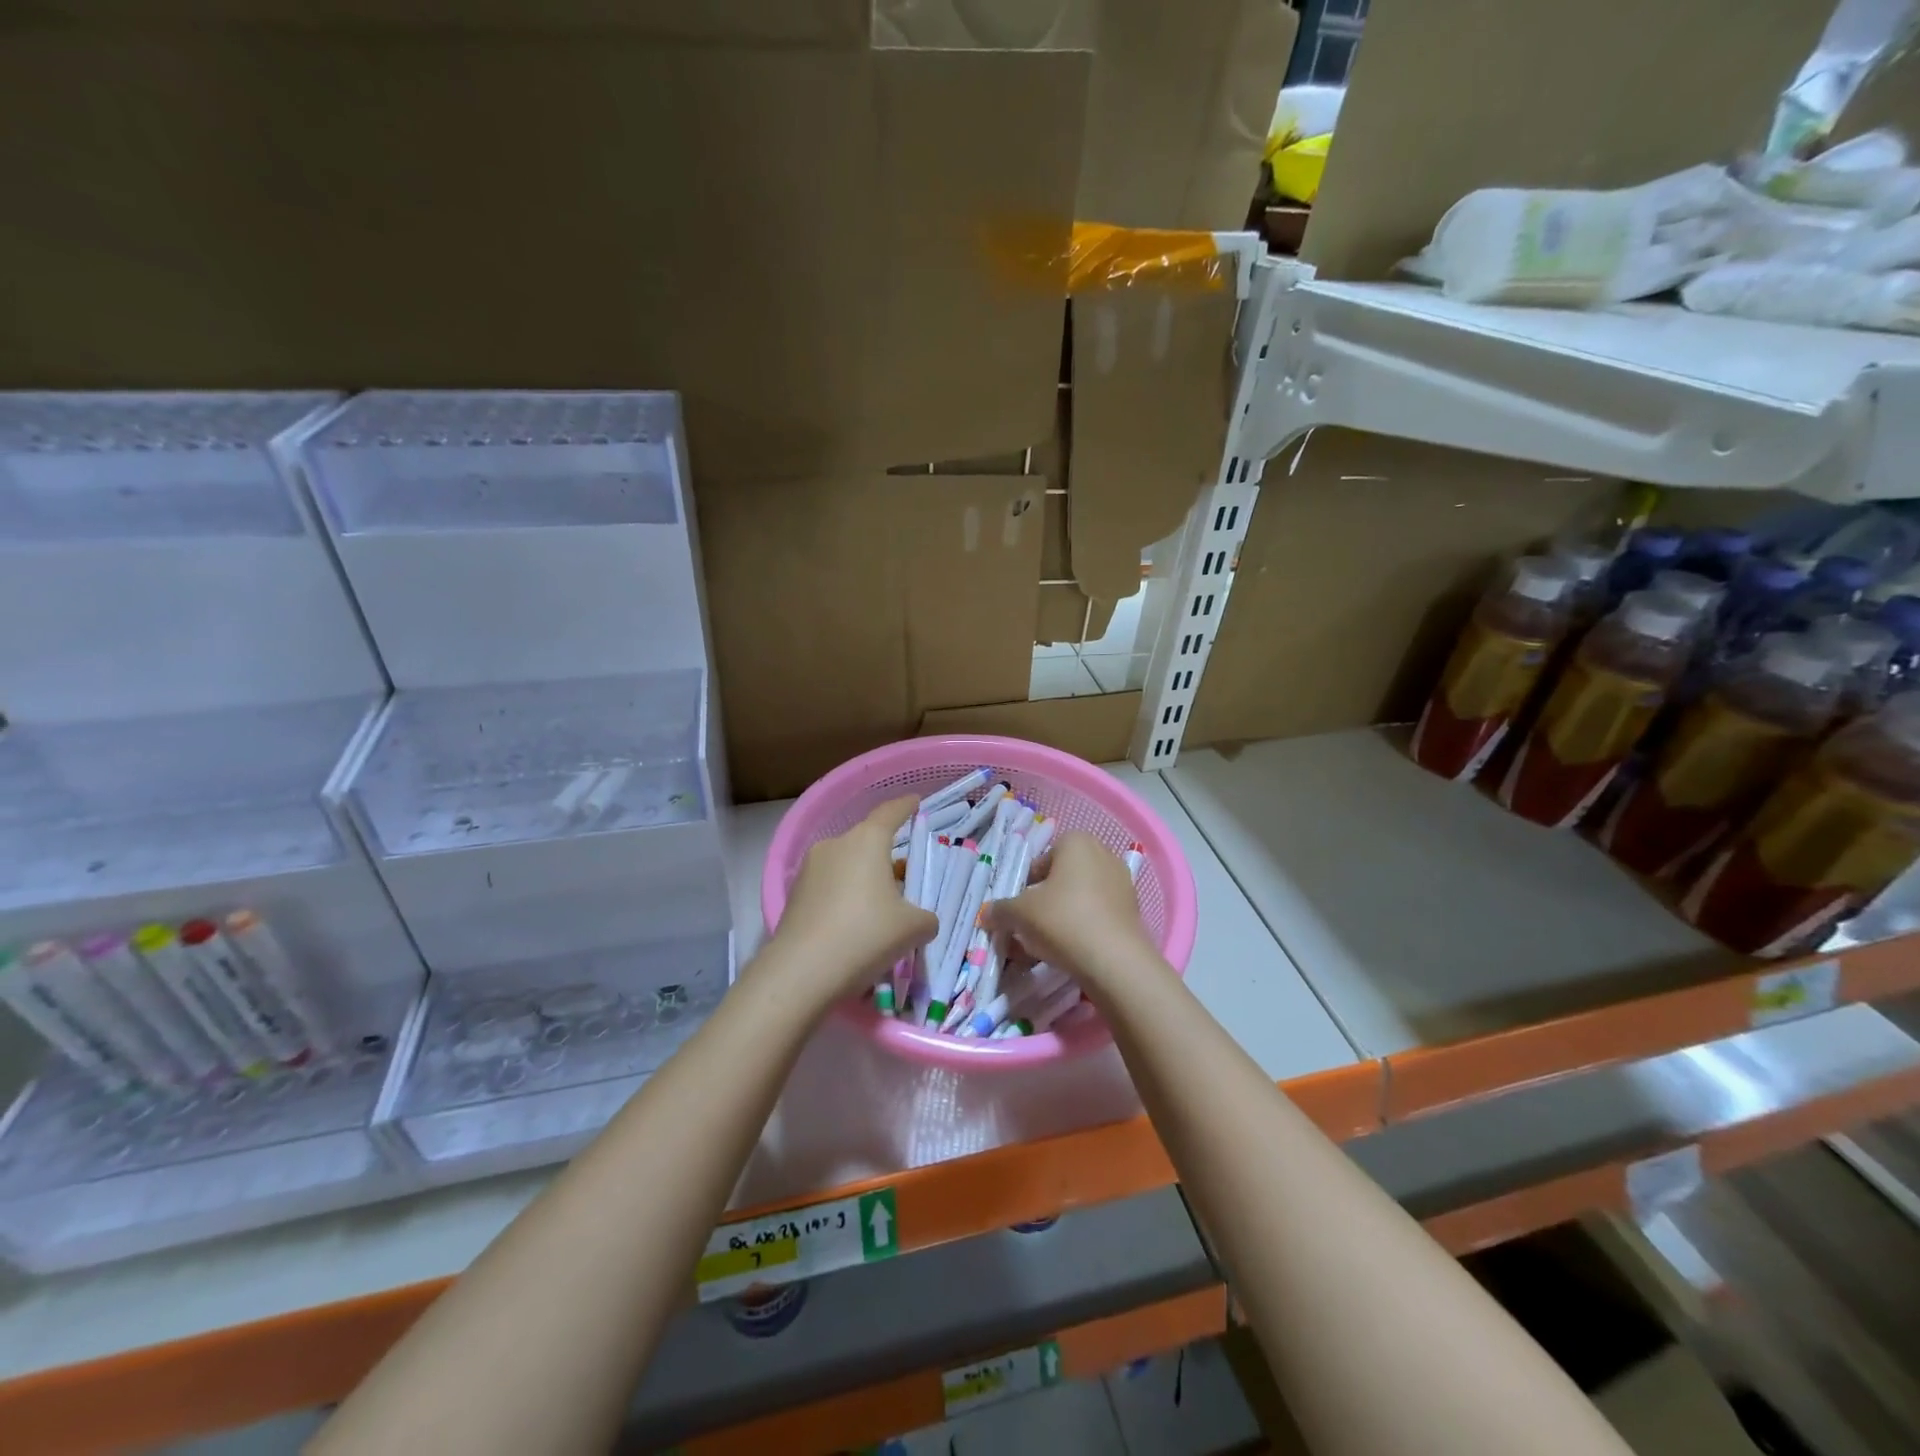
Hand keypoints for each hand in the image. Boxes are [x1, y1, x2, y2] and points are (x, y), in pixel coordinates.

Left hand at [770, 795, 938, 1001]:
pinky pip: (829, 887)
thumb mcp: (913, 929)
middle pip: (867, 842)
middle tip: (905, 877)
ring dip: (864, 879)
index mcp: (867, 841)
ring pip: (846, 865)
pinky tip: (853, 926)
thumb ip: (926, 918)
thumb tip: (922, 920)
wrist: (801, 972)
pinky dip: (844, 898)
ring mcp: (810, 869)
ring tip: (880, 908)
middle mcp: (835, 845)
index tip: (915, 802)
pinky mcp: (794, 895)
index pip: (890, 812)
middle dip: (886, 856)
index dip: (906, 806)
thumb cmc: (865, 936)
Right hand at [985, 831, 1159, 989]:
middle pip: (1061, 878)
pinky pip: (1098, 914)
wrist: (1114, 961)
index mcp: (1076, 842)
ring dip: (1063, 916)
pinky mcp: (1133, 910)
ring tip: (1049, 944)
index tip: (1020, 909)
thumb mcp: (1019, 914)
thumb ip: (1000, 910)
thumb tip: (986, 914)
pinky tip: (1072, 951)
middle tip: (1031, 927)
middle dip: (1044, 901)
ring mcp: (1122, 882)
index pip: (1041, 860)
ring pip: (1079, 898)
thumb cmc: (1062, 920)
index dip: (1026, 885)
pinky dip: (1083, 928)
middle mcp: (1103, 854)